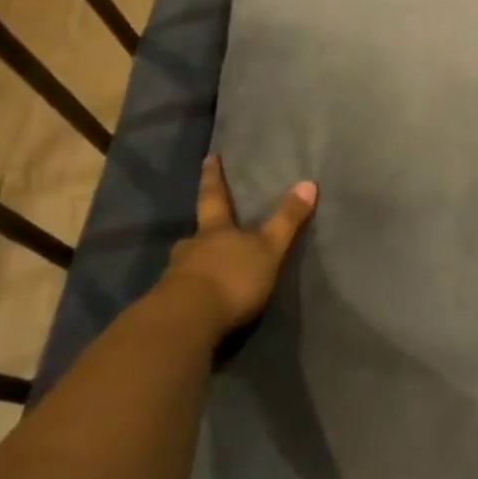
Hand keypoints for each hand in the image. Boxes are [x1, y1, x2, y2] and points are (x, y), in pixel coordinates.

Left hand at [155, 153, 317, 338]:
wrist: (187, 321)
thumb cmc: (232, 278)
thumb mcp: (268, 249)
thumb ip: (286, 220)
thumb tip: (308, 182)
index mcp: (214, 230)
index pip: (214, 196)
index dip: (213, 177)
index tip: (209, 157)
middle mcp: (191, 247)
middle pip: (198, 233)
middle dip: (204, 232)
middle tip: (209, 231)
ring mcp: (176, 276)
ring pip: (188, 263)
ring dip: (198, 264)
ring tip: (209, 271)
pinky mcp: (169, 306)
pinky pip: (183, 292)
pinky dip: (193, 292)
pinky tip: (201, 301)